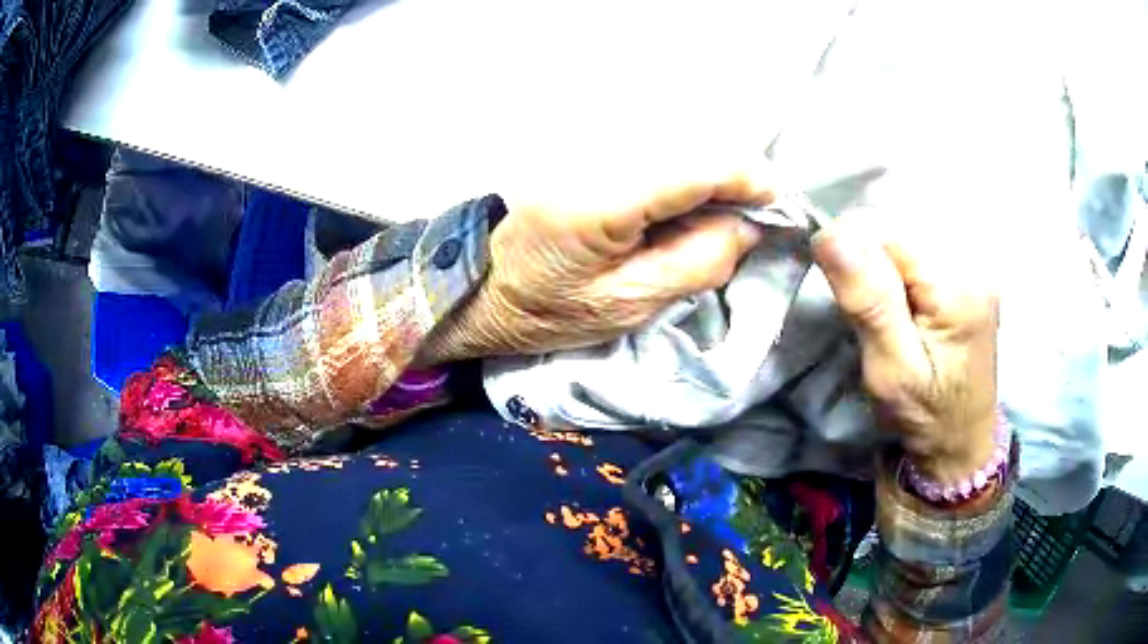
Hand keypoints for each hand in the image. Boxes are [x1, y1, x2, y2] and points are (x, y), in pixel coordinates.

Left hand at [419, 158, 775, 361]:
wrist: (482, 286)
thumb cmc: (547, 310)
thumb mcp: (629, 305)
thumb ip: (698, 262)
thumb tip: (748, 226)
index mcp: (604, 199)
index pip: (699, 166)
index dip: (749, 179)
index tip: (777, 204)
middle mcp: (596, 155)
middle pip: (692, 147)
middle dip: (731, 180)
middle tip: (746, 220)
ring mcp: (586, 147)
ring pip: (674, 144)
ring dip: (706, 176)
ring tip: (711, 219)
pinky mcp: (584, 150)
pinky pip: (651, 151)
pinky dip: (679, 175)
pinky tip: (677, 207)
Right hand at [812, 213, 999, 484]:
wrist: (962, 441)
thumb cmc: (926, 417)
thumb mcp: (891, 371)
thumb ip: (867, 301)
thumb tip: (831, 234)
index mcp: (958, 285)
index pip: (888, 231)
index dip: (856, 256)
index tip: (849, 300)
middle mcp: (973, 260)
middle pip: (900, 226)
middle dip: (871, 261)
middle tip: (872, 316)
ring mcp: (975, 262)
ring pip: (907, 233)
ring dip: (885, 265)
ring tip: (889, 312)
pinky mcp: (971, 270)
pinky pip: (921, 246)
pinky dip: (901, 268)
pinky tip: (905, 302)